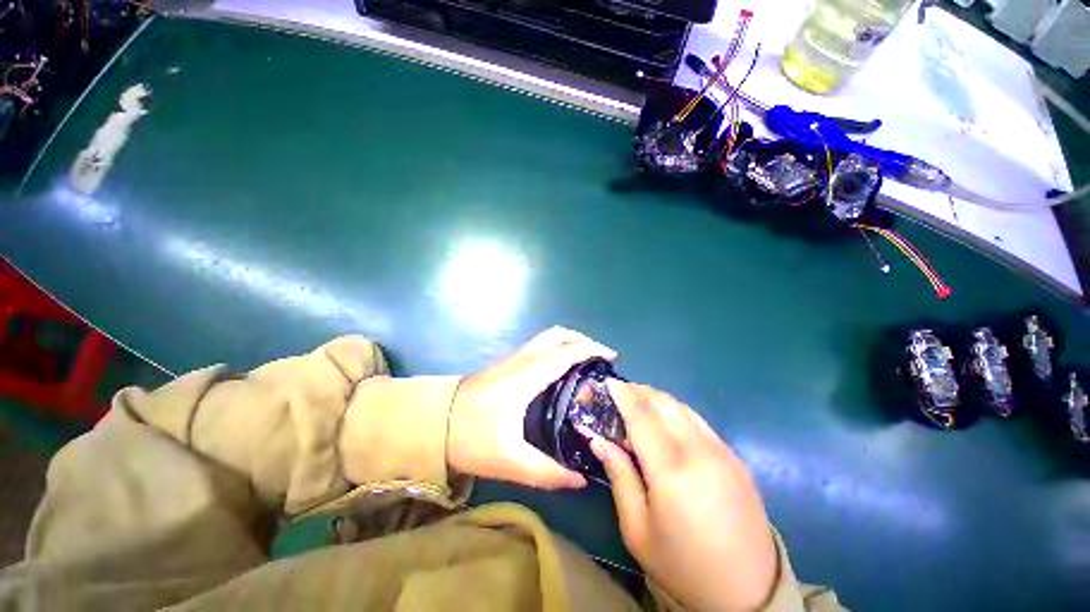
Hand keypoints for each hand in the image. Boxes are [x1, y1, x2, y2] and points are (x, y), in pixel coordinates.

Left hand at [447, 327, 615, 488]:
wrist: (431, 424)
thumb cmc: (469, 438)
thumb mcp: (509, 461)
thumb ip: (547, 473)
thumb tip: (580, 480)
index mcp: (526, 377)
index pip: (565, 353)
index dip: (591, 350)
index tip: (611, 357)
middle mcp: (521, 360)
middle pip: (556, 334)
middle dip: (581, 339)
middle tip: (598, 357)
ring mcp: (511, 359)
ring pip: (546, 337)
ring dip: (568, 341)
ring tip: (584, 361)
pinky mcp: (505, 364)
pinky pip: (538, 346)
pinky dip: (556, 348)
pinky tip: (560, 370)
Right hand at [589, 382, 778, 611]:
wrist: (747, 592)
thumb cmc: (681, 564)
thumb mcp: (637, 527)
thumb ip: (619, 475)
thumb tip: (598, 439)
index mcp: (672, 471)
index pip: (642, 416)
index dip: (623, 394)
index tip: (608, 382)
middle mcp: (700, 451)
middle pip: (664, 403)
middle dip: (639, 391)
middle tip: (621, 392)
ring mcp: (723, 452)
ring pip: (683, 407)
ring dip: (658, 399)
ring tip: (640, 404)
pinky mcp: (735, 457)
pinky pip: (699, 421)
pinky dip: (676, 412)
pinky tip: (666, 424)